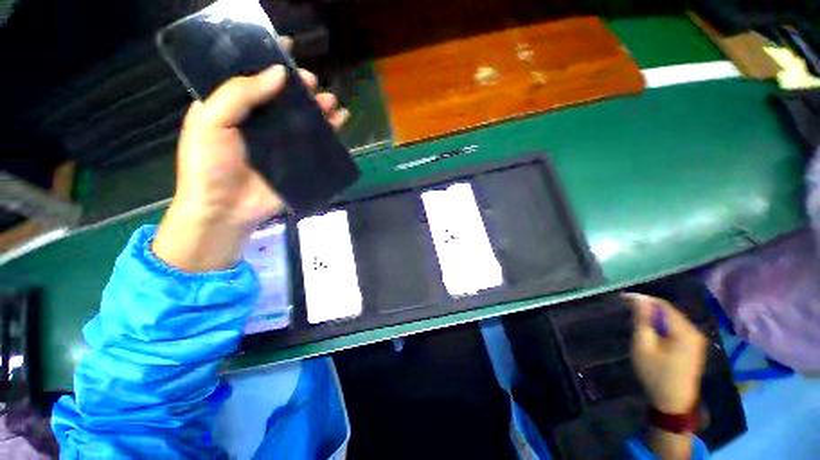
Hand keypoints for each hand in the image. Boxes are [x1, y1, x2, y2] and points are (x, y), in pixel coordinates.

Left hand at [153, 40, 348, 271]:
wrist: (226, 209)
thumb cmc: (209, 164)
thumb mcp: (210, 121)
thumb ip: (239, 93)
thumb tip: (278, 73)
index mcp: (234, 107)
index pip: (253, 76)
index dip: (269, 60)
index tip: (286, 47)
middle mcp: (260, 121)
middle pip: (284, 97)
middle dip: (300, 86)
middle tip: (311, 82)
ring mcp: (282, 142)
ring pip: (304, 118)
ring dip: (319, 106)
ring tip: (329, 101)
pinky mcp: (298, 161)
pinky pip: (317, 142)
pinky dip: (330, 131)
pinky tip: (340, 120)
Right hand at [623, 293, 706, 413]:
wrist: (674, 403)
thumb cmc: (655, 374)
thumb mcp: (643, 346)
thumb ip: (642, 320)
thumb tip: (639, 299)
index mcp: (684, 331)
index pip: (662, 305)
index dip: (642, 299)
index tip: (622, 297)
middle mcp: (694, 332)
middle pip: (669, 311)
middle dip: (648, 307)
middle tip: (627, 308)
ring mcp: (696, 340)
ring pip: (672, 319)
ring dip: (654, 316)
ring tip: (636, 318)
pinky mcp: (694, 347)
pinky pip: (676, 328)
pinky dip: (662, 325)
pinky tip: (651, 331)